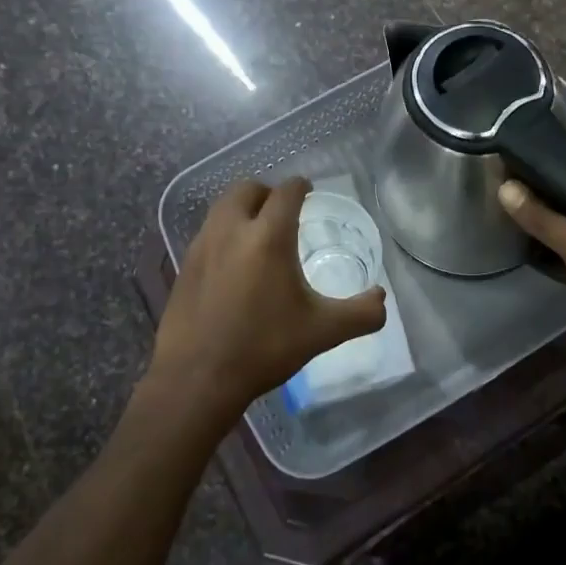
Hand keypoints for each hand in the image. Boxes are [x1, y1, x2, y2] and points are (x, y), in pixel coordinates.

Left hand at [149, 177, 386, 420]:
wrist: (196, 378)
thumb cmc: (264, 347)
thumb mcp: (322, 331)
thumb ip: (361, 314)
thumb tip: (381, 299)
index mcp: (269, 236)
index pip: (286, 191)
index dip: (301, 186)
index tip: (308, 190)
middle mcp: (232, 230)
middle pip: (247, 189)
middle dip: (267, 192)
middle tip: (283, 211)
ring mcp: (202, 246)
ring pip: (222, 207)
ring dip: (242, 209)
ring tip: (258, 234)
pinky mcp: (184, 266)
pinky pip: (207, 233)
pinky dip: (224, 233)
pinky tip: (233, 264)